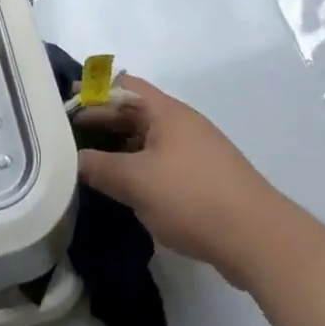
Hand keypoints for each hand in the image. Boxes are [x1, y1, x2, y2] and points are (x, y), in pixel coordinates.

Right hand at [76, 75, 280, 287]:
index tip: (65, 107)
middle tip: (70, 139)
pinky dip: (139, 169)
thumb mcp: (136, 182)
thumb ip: (99, 168)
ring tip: (91, 166)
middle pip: (134, 112)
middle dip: (102, 123)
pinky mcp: (204, 179)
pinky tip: (126, 191)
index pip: (122, 86)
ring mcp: (195, 151)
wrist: (259, 239)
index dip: (92, 93)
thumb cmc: (192, 197)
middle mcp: (181, 123)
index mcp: (165, 112)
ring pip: (147, 140)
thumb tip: (73, 160)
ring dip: (120, 149)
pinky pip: (161, 163)